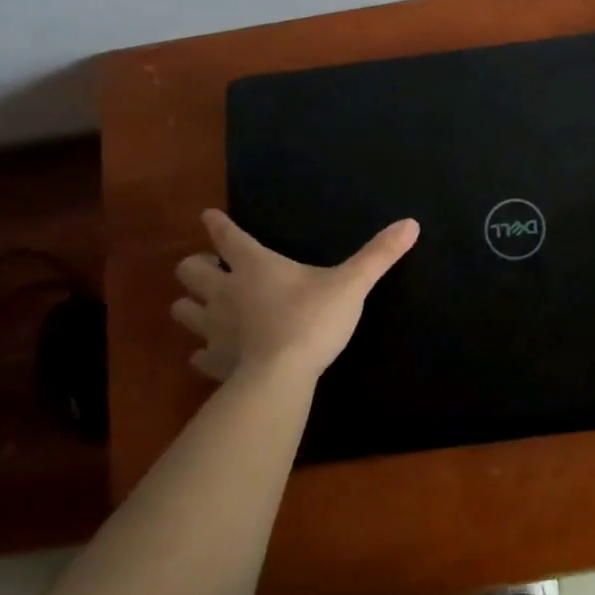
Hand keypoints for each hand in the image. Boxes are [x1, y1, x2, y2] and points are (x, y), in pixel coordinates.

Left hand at [172, 210, 418, 380]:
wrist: (280, 377)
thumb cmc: (312, 320)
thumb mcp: (352, 284)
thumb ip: (379, 255)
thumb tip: (411, 223)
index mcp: (255, 266)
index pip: (227, 236)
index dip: (216, 225)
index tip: (207, 216)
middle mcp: (225, 292)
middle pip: (190, 272)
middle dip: (195, 267)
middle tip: (211, 269)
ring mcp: (214, 329)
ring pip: (182, 311)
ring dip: (191, 306)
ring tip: (205, 308)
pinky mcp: (213, 362)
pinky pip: (197, 355)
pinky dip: (203, 351)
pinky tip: (213, 354)